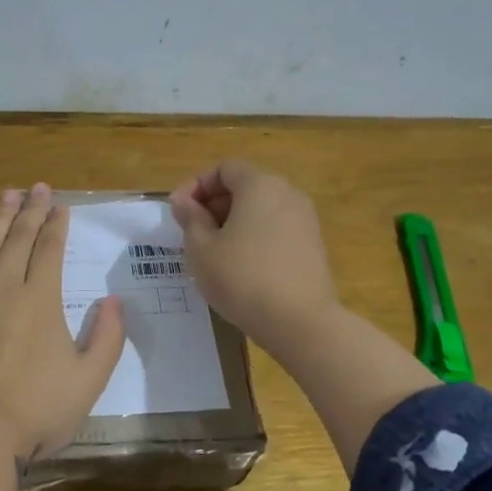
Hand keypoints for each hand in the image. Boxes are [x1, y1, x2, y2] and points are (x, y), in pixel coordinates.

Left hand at [0, 184, 125, 458]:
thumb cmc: (40, 407)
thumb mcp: (90, 377)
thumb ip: (107, 337)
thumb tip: (113, 301)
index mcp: (41, 300)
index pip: (50, 250)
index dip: (56, 225)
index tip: (60, 204)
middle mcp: (3, 291)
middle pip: (16, 241)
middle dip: (28, 212)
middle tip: (34, 188)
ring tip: (2, 200)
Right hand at [170, 159, 341, 350]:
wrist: (300, 321)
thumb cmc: (242, 278)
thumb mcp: (201, 249)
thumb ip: (190, 218)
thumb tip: (184, 201)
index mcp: (260, 185)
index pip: (225, 168)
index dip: (197, 185)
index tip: (178, 211)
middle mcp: (287, 193)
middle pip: (245, 186)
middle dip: (214, 203)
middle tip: (191, 232)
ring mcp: (305, 219)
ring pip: (261, 209)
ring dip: (234, 222)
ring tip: (213, 251)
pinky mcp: (313, 245)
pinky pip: (276, 229)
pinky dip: (255, 236)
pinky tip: (240, 266)